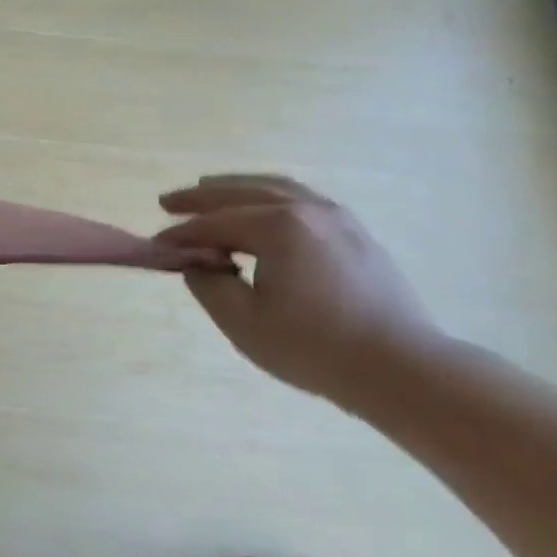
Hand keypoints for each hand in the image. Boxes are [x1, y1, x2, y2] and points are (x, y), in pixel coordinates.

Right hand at [156, 175, 440, 405]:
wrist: (401, 367)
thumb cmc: (314, 347)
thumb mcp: (244, 323)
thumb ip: (209, 285)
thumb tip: (198, 264)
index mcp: (279, 227)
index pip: (215, 224)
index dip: (181, 235)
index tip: (155, 246)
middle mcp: (307, 209)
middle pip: (243, 193)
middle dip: (201, 197)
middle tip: (168, 202)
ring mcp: (337, 217)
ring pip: (276, 188)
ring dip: (236, 188)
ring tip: (207, 190)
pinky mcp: (355, 233)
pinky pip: (301, 199)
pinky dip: (269, 197)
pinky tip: (260, 209)